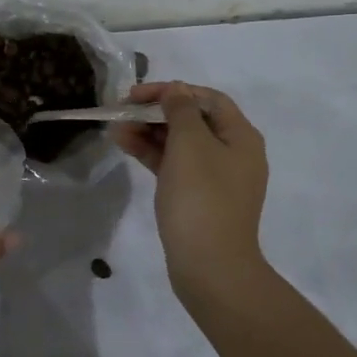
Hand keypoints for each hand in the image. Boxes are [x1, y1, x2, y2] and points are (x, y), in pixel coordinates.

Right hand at [113, 82, 268, 289]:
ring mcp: (216, 178)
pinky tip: (125, 146)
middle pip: (193, 120)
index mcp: (241, 136)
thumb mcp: (190, 144)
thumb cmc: (202, 197)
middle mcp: (233, 153)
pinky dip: (152, 154)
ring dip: (149, 132)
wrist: (210, 266)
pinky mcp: (198, 198)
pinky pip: (174, 166)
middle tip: (122, 111)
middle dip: (156, 112)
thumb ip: (180, 110)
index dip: (173, 90)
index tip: (138, 95)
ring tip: (116, 129)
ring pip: (180, 144)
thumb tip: (176, 91)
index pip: (208, 99)